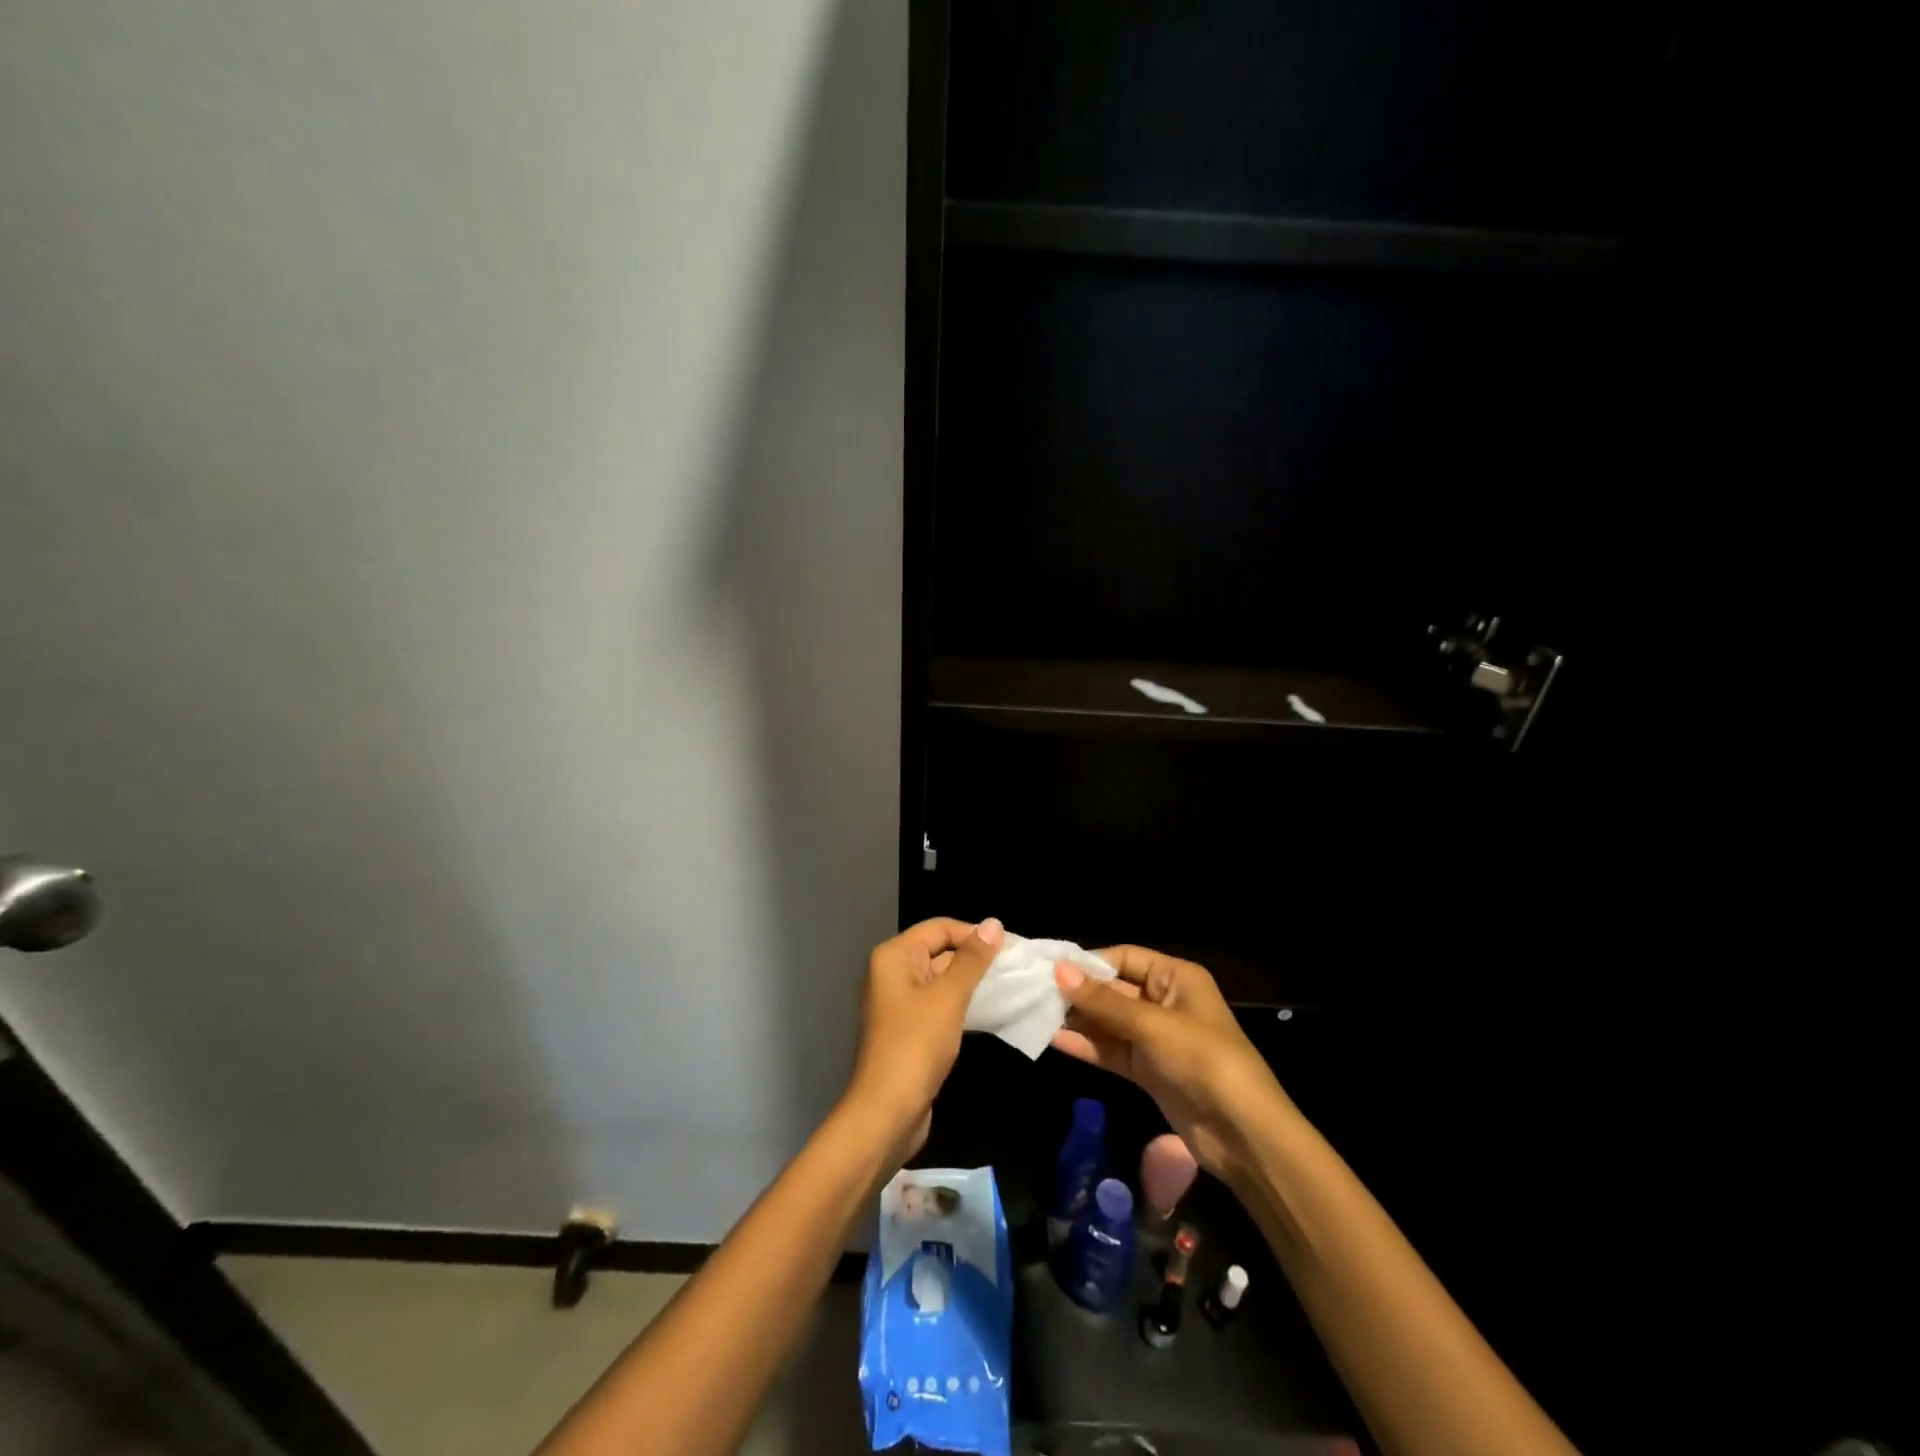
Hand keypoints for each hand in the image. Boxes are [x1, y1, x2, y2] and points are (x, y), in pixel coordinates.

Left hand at [847, 916, 1002, 1159]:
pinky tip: (989, 1010)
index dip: (974, 933)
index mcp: (894, 956)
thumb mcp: (949, 997)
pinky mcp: (909, 1028)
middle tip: (1015, 967)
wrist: (888, 1111)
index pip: (940, 928)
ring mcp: (899, 1002)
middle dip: (975, 958)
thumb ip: (972, 959)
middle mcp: (892, 972)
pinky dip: (962, 1003)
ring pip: (941, 979)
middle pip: (939, 951)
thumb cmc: (917, 1045)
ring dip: (971, 982)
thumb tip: (993, 924)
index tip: (1011, 947)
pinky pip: (939, 1003)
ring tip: (1009, 986)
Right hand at [1051, 946, 1292, 1186]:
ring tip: (1036, 1014)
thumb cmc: (1202, 1060)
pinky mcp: (1148, 1070)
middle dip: (1079, 992)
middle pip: (1114, 989)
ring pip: (1109, 1022)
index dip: (1088, 962)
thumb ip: (1103, 1001)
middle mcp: (1164, 1002)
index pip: (1124, 957)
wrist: (1243, 1134)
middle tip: (1034, 991)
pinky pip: (1112, 1050)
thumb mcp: (1151, 1025)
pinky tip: (1055, 1040)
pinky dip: (1088, 1046)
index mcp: (1176, 978)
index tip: (1049, 968)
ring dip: (1078, 1019)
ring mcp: (1156, 1038)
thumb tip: (1059, 971)